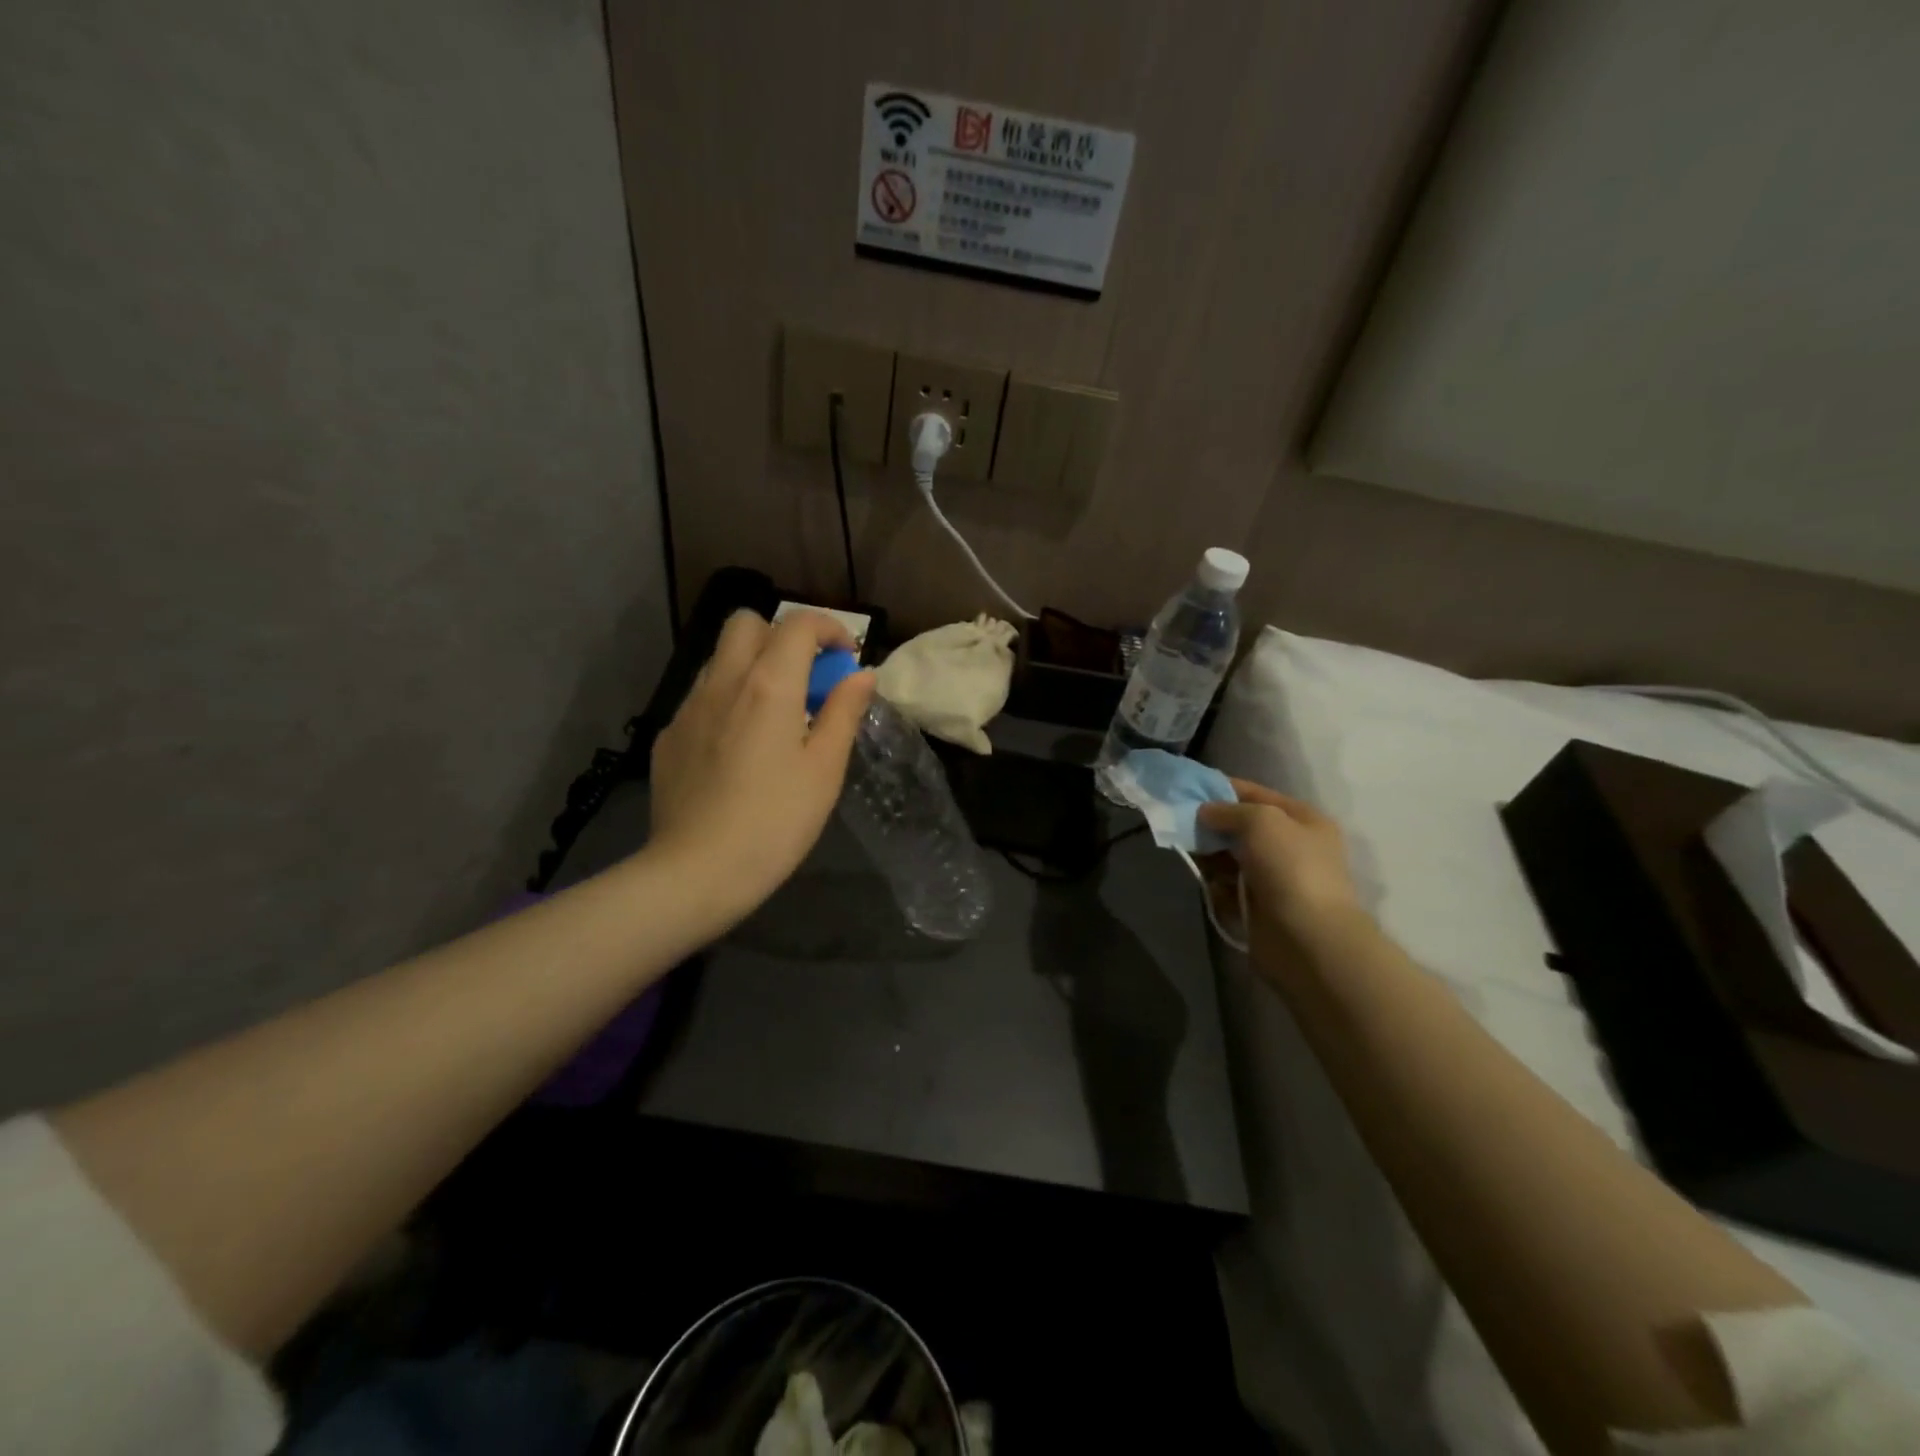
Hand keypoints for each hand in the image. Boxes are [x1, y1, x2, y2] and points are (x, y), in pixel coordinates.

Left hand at [648, 609, 875, 923]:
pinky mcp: (669, 736)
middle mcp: (724, 682)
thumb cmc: (776, 822)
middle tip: (805, 677)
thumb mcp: (825, 769)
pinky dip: (728, 700)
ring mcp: (689, 708)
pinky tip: (738, 747)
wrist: (696, 871)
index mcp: (769, 685)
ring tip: (774, 714)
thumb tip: (861, 675)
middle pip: (747, 622)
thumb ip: (844, 713)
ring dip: (753, 665)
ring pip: (721, 658)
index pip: (798, 624)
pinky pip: (702, 696)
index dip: (829, 628)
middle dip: (782, 635)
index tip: (845, 658)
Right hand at [1197, 780, 1366, 951]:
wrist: (1307, 937)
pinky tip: (1207, 883)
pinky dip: (1215, 884)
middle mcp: (1291, 846)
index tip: (1188, 788)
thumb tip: (1205, 812)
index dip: (1222, 789)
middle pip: (1240, 827)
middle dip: (1211, 824)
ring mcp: (1275, 878)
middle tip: (1180, 823)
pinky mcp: (1259, 906)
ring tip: (1188, 851)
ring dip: (1209, 854)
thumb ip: (1229, 809)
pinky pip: (1228, 887)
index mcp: (1303, 820)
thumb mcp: (1261, 820)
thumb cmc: (1289, 867)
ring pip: (1231, 857)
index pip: (1256, 794)